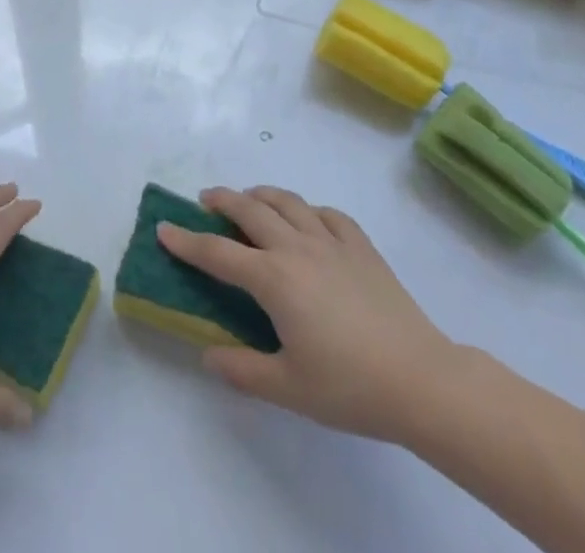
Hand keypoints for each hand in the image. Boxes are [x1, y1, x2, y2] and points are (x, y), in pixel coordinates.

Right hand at [158, 186, 460, 443]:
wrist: (419, 378)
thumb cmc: (349, 386)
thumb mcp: (288, 389)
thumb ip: (242, 370)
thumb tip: (209, 354)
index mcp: (273, 278)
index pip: (218, 253)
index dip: (187, 241)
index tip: (164, 228)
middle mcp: (296, 247)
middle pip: (250, 210)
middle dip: (222, 200)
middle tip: (205, 199)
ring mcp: (331, 240)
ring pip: (288, 201)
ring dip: (262, 194)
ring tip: (250, 200)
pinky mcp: (361, 245)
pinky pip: (327, 214)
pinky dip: (309, 210)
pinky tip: (308, 221)